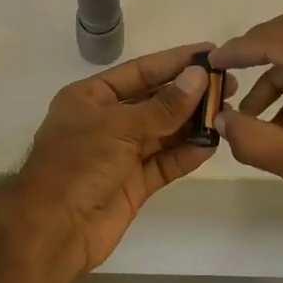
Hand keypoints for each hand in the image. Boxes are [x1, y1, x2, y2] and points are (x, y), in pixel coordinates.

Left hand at [0, 43, 220, 276]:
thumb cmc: (77, 165)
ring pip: (163, 132)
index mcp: (90, 98)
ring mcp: (120, 154)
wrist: (53, 229)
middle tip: (229, 84)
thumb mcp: (119, 127)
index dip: (174, 62)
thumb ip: (162, 106)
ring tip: (228, 110)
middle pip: (154, 101)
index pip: (139, 72)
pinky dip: (187, 153)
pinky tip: (212, 143)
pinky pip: (165, 163)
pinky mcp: (133, 184)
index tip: (210, 53)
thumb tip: (198, 77)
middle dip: (189, 93)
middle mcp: (106, 122)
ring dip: (192, 123)